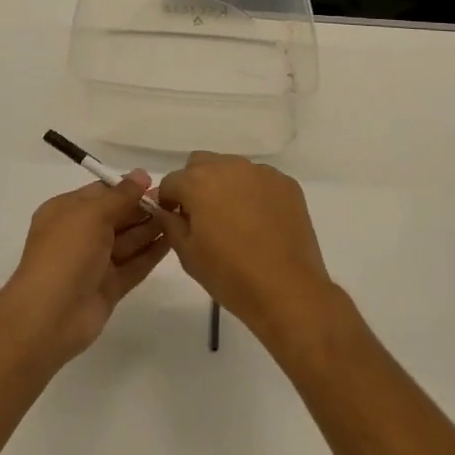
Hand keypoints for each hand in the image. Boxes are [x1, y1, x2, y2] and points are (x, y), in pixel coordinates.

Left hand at [0, 175, 169, 365]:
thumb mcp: (91, 214)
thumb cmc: (66, 253)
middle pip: (116, 216)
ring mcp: (94, 263)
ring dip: (150, 228)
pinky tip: (172, 240)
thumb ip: (120, 195)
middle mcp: (79, 235)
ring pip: (127, 241)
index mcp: (66, 212)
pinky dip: (151, 253)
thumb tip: (141, 174)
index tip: (155, 183)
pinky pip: (133, 265)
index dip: (126, 188)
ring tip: (178, 217)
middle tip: (173, 200)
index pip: (100, 193)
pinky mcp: (109, 287)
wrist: (50, 316)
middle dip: (142, 208)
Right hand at [154, 153, 337, 340]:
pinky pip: (259, 180)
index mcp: (199, 182)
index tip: (174, 220)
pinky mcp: (286, 183)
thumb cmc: (231, 275)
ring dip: (225, 185)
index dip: (168, 201)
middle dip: (195, 184)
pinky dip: (253, 193)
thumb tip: (165, 210)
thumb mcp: (188, 254)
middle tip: (202, 217)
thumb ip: (170, 224)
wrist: (288, 291)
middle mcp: (229, 166)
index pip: (171, 181)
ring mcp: (261, 172)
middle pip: (200, 164)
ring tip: (235, 220)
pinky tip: (261, 222)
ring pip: (232, 168)